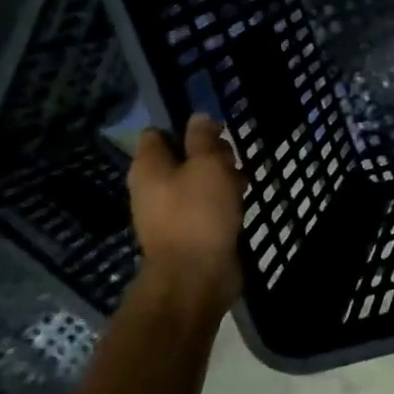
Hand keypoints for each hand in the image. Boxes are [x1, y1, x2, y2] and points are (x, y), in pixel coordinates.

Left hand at [128, 115, 246, 319]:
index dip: (186, 126)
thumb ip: (203, 138)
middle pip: (181, 156)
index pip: (158, 133)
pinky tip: (241, 203)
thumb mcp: (207, 164)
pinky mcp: (187, 232)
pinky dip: (221, 202)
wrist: (196, 276)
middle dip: (210, 153)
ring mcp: (168, 212)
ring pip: (196, 182)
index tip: (215, 130)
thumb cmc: (199, 212)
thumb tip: (198, 117)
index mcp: (148, 167)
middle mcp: (152, 187)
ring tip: (244, 181)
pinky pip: (204, 206)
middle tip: (233, 158)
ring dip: (221, 178)